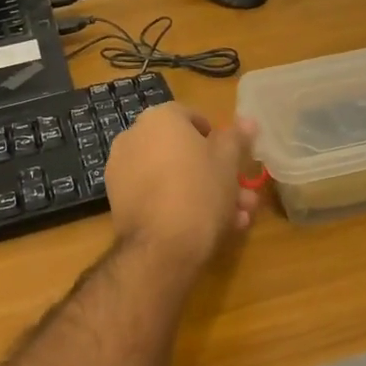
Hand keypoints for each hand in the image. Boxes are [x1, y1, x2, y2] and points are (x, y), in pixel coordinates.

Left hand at [105, 102, 262, 270]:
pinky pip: (156, 194)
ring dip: (204, 193)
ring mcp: (122, 170)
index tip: (234, 161)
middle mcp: (134, 136)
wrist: (160, 247)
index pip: (194, 118)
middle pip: (183, 151)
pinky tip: (208, 228)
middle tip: (242, 195)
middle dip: (217, 173)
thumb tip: (247, 120)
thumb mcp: (228, 162)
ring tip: (235, 218)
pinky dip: (178, 204)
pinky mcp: (118, 200)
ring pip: (172, 176)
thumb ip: (237, 138)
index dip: (218, 139)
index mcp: (160, 118)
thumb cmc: (200, 192)